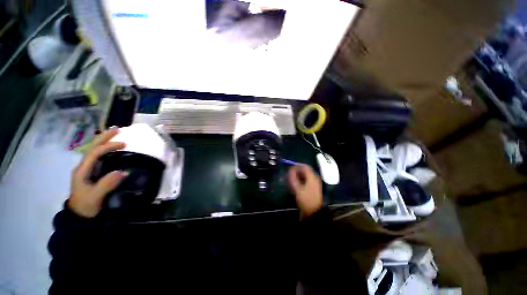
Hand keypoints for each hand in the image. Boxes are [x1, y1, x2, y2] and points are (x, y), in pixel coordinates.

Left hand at [68, 127, 127, 217]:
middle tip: (118, 129)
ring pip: (94, 150)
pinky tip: (111, 148)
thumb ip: (106, 184)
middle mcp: (83, 166)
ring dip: (104, 141)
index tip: (124, 144)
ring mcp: (87, 169)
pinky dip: (105, 149)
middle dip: (104, 137)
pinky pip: (98, 157)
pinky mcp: (92, 173)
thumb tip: (123, 171)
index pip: (95, 153)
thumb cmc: (86, 206)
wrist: (79, 216)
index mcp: (82, 170)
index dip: (108, 146)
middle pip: (92, 148)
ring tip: (115, 134)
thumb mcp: (95, 197)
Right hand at [287, 164, 322, 217]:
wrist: (314, 213)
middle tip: (289, 173)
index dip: (296, 165)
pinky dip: (300, 179)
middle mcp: (314, 178)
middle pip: (305, 170)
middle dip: (296, 170)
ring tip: (291, 178)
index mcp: (312, 177)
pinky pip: (306, 180)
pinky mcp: (312, 188)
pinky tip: (295, 183)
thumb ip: (293, 178)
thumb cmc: (305, 200)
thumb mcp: (297, 189)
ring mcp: (314, 183)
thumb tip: (290, 169)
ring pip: (305, 175)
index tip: (289, 167)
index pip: (304, 166)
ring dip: (298, 175)